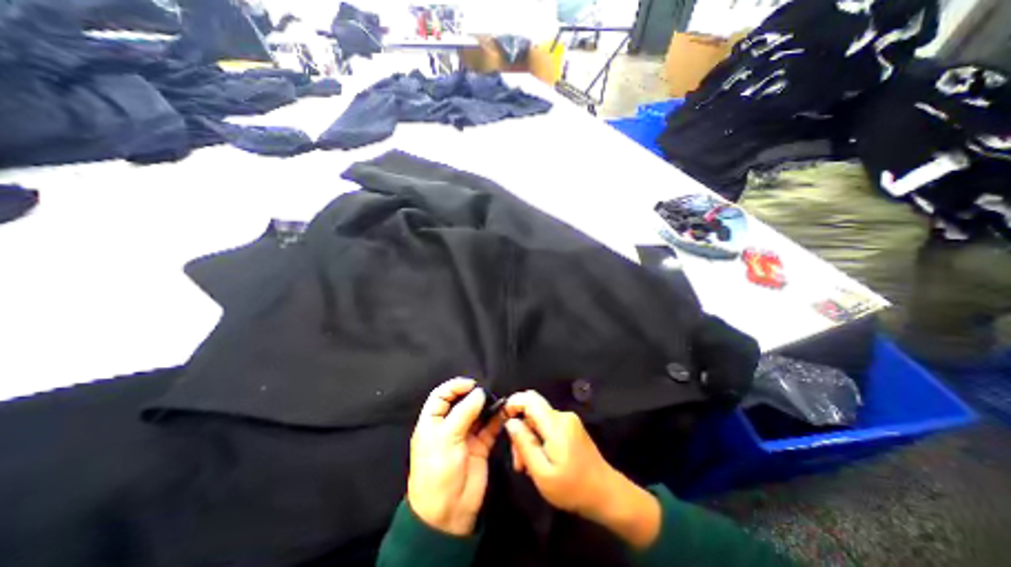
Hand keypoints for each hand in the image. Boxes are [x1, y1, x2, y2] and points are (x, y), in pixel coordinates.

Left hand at [408, 380, 502, 533]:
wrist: (448, 513)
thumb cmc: (439, 470)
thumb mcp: (446, 437)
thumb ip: (464, 412)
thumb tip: (480, 392)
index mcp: (433, 421)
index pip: (441, 395)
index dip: (454, 386)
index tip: (472, 384)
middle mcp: (449, 425)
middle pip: (462, 402)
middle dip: (474, 395)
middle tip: (488, 393)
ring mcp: (466, 435)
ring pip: (478, 413)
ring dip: (488, 406)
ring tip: (498, 400)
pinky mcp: (480, 446)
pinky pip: (490, 428)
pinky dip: (497, 420)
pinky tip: (504, 413)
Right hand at [506, 389, 664, 548]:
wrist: (607, 495)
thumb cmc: (573, 488)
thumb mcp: (542, 473)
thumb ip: (524, 444)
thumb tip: (510, 422)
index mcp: (556, 424)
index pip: (530, 399)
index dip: (513, 403)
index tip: (502, 419)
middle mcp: (563, 416)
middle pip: (533, 413)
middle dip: (521, 432)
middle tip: (518, 462)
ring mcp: (569, 422)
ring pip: (539, 421)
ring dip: (530, 439)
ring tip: (528, 467)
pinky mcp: (572, 428)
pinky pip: (549, 427)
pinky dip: (540, 440)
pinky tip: (540, 461)